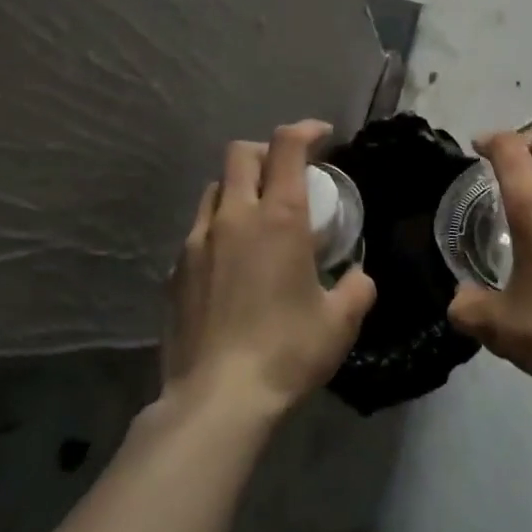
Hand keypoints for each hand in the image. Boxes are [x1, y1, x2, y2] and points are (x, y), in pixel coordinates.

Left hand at [162, 120, 375, 420]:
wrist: (216, 401)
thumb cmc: (287, 352)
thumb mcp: (340, 321)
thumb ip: (357, 288)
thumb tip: (358, 277)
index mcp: (279, 218)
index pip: (287, 145)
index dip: (306, 130)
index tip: (323, 136)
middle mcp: (234, 217)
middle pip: (241, 153)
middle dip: (267, 152)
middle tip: (289, 174)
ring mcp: (197, 242)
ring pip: (215, 189)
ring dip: (240, 188)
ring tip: (258, 218)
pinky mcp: (174, 272)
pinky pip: (198, 231)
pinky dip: (219, 229)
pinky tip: (232, 264)